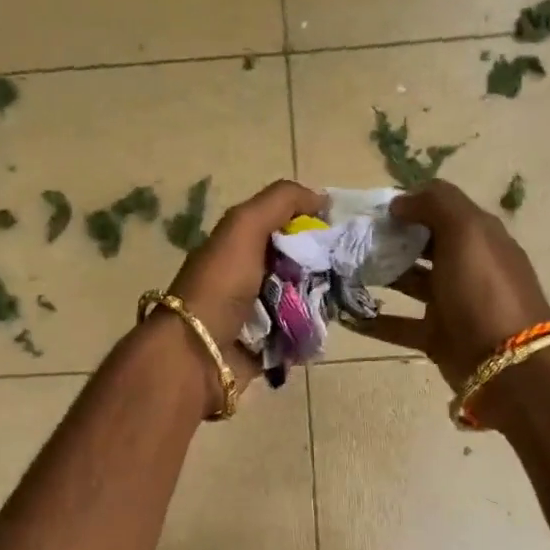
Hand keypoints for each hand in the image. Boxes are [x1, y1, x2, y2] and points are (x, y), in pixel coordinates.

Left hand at [165, 179, 326, 391]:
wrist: (199, 351)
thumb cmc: (221, 284)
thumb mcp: (244, 226)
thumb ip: (280, 201)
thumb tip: (321, 197)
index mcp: (238, 245)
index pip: (284, 227)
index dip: (312, 225)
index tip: (341, 231)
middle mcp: (247, 276)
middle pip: (298, 264)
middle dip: (323, 266)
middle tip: (350, 269)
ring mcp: (256, 314)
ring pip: (303, 300)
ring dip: (323, 300)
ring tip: (345, 298)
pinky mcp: (266, 347)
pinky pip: (299, 334)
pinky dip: (312, 331)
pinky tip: (328, 326)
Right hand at [356, 181, 549, 407]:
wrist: (508, 364)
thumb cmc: (484, 290)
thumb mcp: (467, 232)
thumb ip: (435, 205)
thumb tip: (400, 202)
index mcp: (478, 237)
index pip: (440, 210)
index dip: (408, 205)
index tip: (371, 210)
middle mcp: (465, 266)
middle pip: (421, 245)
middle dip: (388, 240)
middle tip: (350, 240)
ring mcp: (451, 303)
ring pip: (408, 283)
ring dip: (378, 275)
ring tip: (342, 270)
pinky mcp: (436, 336)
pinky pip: (399, 324)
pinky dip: (374, 320)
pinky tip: (346, 314)